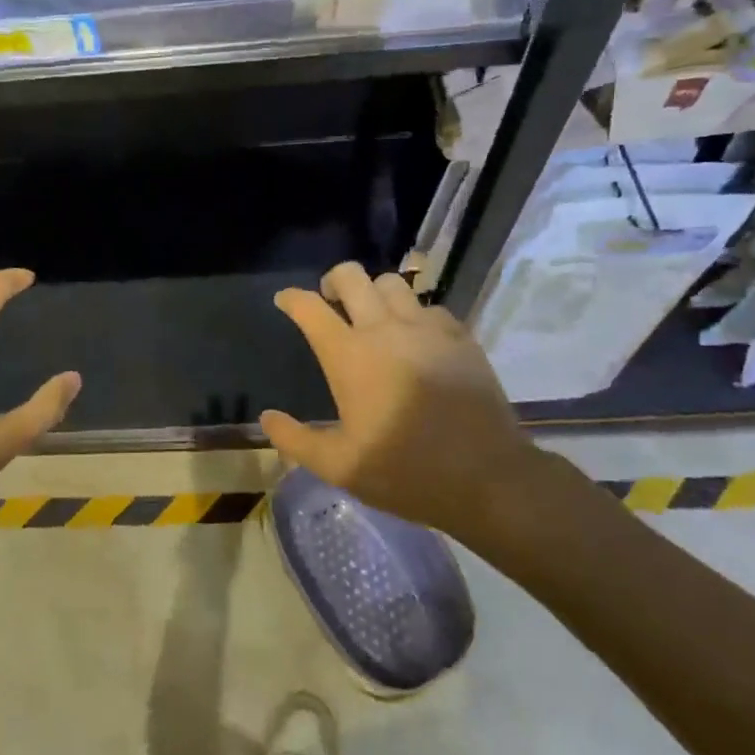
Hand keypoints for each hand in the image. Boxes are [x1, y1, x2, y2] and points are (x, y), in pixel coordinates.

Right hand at [261, 262, 586, 558]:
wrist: (487, 478)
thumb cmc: (405, 472)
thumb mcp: (340, 468)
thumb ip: (296, 441)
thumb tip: (268, 417)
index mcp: (349, 356)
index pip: (309, 308)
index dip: (291, 298)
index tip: (285, 300)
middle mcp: (384, 330)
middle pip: (351, 276)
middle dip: (332, 281)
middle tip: (330, 302)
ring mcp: (426, 329)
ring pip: (393, 283)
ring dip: (374, 293)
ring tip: (374, 317)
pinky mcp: (460, 337)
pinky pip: (429, 307)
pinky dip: (414, 314)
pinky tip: (416, 339)